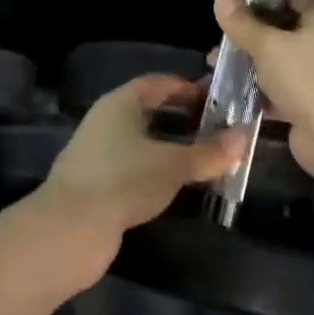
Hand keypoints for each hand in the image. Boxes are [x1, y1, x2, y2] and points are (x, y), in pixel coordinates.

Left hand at [39, 75, 243, 284]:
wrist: (69, 230)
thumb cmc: (124, 180)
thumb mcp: (173, 165)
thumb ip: (209, 152)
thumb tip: (243, 137)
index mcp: (120, 103)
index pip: (157, 83)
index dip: (187, 88)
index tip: (215, 98)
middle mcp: (106, 121)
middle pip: (149, 111)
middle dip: (181, 119)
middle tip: (215, 129)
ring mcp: (97, 154)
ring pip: (141, 142)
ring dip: (170, 148)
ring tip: (203, 159)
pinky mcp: (95, 184)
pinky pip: (132, 168)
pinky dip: (155, 172)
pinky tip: (175, 188)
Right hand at [212, 0, 313, 191]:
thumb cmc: (309, 79)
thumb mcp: (268, 46)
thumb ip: (242, 23)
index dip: (257, 0)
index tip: (227, 7)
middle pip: (279, 30)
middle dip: (247, 36)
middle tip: (216, 42)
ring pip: (277, 61)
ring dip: (249, 64)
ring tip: (214, 66)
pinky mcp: (310, 101)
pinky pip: (279, 89)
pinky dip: (258, 90)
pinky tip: (229, 91)